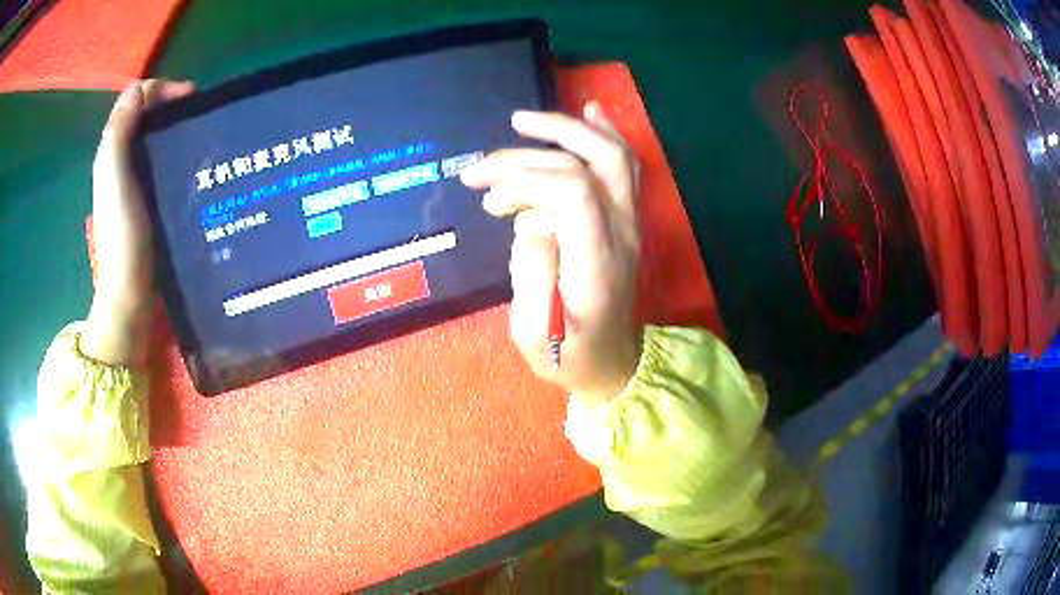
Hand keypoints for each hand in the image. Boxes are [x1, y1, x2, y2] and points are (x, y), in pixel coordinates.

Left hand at [82, 79, 193, 365]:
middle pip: (146, 116)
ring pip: (154, 139)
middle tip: (197, 115)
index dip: (161, 88)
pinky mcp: (149, 201)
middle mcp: (121, 161)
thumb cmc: (122, 234)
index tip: (191, 97)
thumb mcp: (114, 178)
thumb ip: (119, 132)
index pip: (135, 99)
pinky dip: (175, 154)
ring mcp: (135, 183)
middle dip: (170, 105)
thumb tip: (138, 89)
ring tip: (200, 135)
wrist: (129, 291)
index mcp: (112, 152)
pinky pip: (160, 163)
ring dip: (175, 128)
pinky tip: (192, 163)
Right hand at [461, 102, 641, 403]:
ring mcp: (629, 223)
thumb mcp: (537, 334)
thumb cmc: (568, 355)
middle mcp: (621, 232)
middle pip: (592, 162)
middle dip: (534, 150)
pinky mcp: (626, 220)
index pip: (573, 190)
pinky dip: (605, 134)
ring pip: (612, 156)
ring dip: (567, 131)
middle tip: (484, 164)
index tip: (490, 199)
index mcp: (596, 260)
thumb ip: (534, 274)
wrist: (611, 363)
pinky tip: (589, 111)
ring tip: (522, 123)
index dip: (527, 180)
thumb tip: (531, 220)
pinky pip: (624, 168)